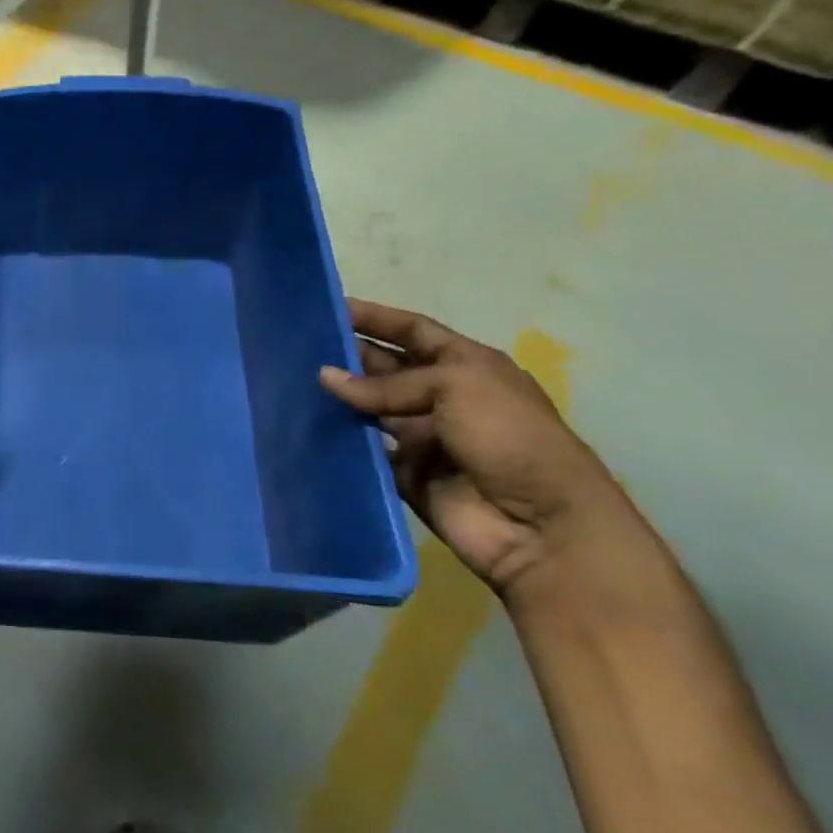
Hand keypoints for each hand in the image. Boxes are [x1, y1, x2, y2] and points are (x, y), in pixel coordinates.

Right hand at [319, 299, 631, 596]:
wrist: (540, 525)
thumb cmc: (507, 436)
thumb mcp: (455, 387)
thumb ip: (387, 384)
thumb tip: (326, 377)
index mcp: (467, 366)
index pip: (414, 331)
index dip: (376, 317)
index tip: (331, 307)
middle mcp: (444, 398)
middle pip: (388, 370)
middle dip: (350, 357)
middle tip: (299, 347)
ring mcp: (425, 439)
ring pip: (372, 412)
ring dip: (340, 400)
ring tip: (291, 383)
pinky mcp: (407, 476)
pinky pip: (367, 454)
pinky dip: (342, 443)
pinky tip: (306, 428)